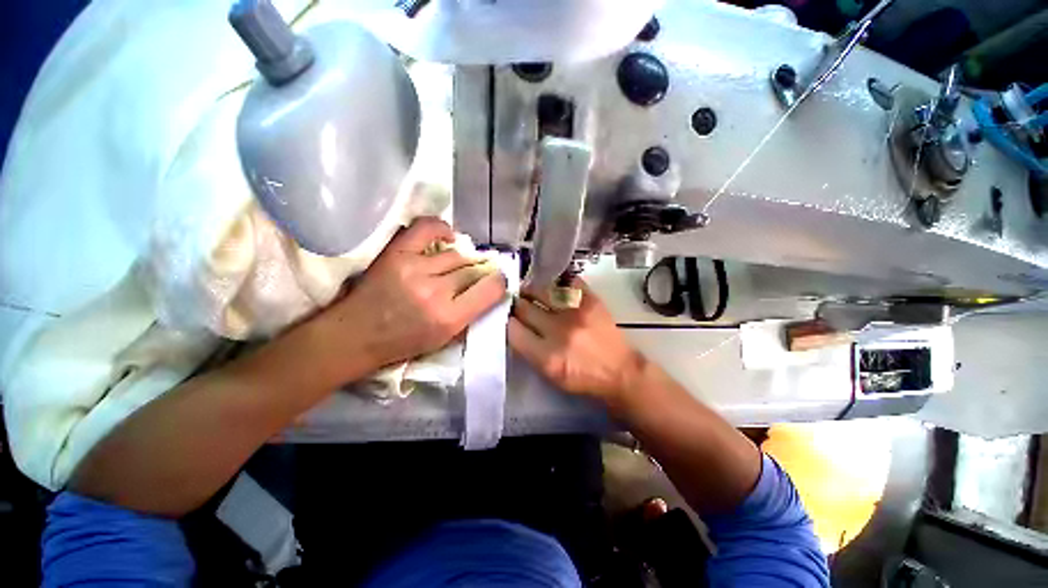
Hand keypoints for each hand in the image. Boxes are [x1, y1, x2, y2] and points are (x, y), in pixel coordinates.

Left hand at [315, 218, 506, 375]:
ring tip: (459, 265)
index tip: (497, 282)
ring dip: (462, 260)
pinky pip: (427, 228)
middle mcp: (435, 290)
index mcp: (449, 318)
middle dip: (481, 272)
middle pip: (473, 269)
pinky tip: (448, 237)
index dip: (499, 283)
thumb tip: (490, 290)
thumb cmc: (403, 344)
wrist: (355, 336)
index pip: (490, 289)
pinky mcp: (396, 253)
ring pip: (456, 254)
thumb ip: (471, 315)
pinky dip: (442, 228)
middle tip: (479, 275)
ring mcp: (415, 267)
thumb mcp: (445, 340)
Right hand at [509, 279, 645, 411]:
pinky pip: (567, 282)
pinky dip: (558, 283)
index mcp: (546, 357)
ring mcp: (576, 313)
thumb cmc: (582, 378)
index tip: (508, 317)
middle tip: (516, 302)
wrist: (619, 372)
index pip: (513, 330)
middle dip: (516, 304)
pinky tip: (554, 286)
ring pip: (541, 290)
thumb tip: (514, 326)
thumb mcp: (549, 375)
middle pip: (525, 307)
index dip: (507, 322)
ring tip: (530, 291)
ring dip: (532, 290)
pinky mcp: (591, 301)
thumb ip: (529, 351)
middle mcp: (559, 332)